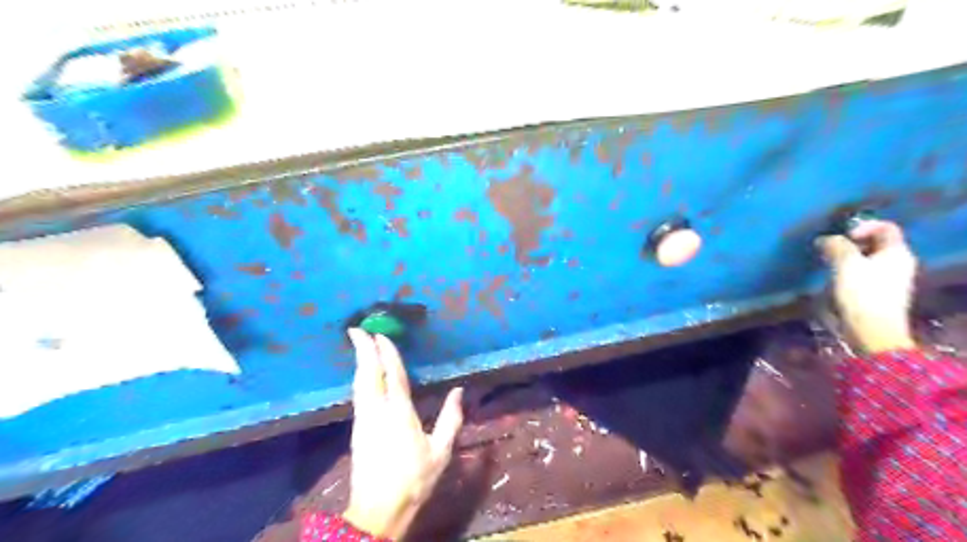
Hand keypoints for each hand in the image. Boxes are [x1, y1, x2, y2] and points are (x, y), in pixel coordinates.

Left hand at [341, 328, 462, 538]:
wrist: (378, 511)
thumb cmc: (414, 480)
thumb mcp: (441, 451)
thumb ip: (451, 419)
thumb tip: (459, 391)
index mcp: (400, 415)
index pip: (393, 376)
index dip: (387, 354)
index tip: (381, 334)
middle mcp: (377, 412)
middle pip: (368, 375)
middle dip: (363, 350)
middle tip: (357, 328)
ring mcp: (363, 421)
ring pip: (359, 384)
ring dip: (359, 362)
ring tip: (358, 345)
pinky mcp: (356, 430)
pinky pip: (358, 395)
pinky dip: (360, 378)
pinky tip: (363, 375)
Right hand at [818, 219, 915, 354]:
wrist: (871, 331)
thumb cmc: (862, 294)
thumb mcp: (846, 264)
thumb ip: (836, 246)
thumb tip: (825, 239)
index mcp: (896, 252)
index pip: (885, 227)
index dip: (863, 226)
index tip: (843, 236)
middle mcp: (896, 263)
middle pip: (873, 244)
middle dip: (849, 244)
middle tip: (829, 250)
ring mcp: (887, 280)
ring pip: (864, 260)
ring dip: (844, 259)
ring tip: (826, 265)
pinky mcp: (875, 294)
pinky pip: (860, 275)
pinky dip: (845, 273)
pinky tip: (831, 281)